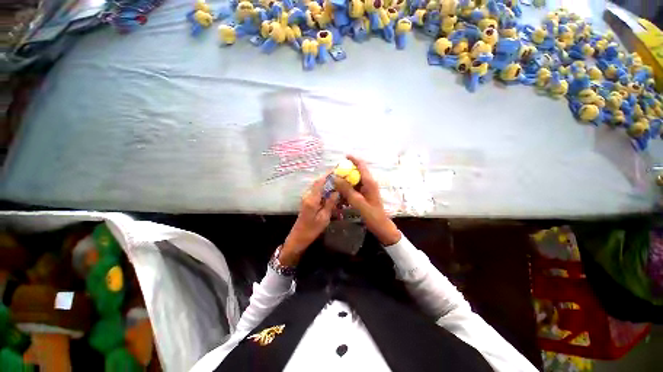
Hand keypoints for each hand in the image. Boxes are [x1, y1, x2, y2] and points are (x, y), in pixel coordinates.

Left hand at [281, 173, 338, 265]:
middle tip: (340, 176)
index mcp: (312, 199)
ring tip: (337, 182)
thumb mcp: (324, 218)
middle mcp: (308, 195)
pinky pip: (316, 191)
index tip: (336, 169)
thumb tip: (336, 191)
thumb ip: (330, 203)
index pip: (319, 182)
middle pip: (318, 182)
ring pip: (317, 186)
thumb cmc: (311, 229)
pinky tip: (331, 192)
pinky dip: (323, 189)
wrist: (298, 237)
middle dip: (328, 177)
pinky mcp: (307, 201)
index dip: (327, 174)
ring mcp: (306, 198)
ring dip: (326, 183)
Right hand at [334, 155, 401, 245]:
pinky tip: (342, 193)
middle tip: (335, 172)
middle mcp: (369, 183)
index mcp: (369, 182)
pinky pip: (355, 187)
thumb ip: (347, 190)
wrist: (381, 226)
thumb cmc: (372, 215)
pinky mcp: (365, 194)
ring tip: (336, 182)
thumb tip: (336, 178)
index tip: (344, 156)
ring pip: (355, 180)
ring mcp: (367, 188)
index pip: (361, 166)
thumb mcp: (358, 202)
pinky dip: (349, 188)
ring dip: (347, 180)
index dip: (353, 159)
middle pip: (358, 171)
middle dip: (347, 170)